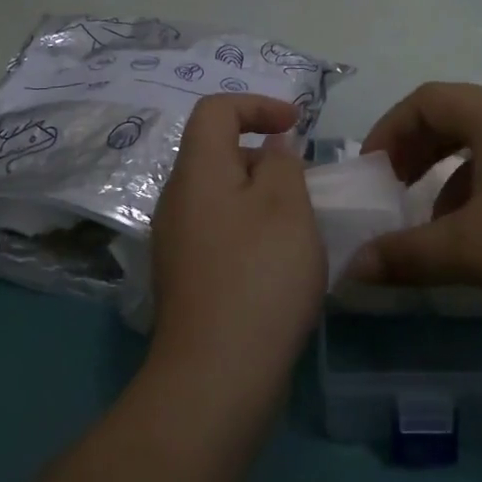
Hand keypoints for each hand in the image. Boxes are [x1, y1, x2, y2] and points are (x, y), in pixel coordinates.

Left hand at [150, 95, 327, 376]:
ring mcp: (176, 242)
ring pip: (221, 196)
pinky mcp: (186, 278)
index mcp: (196, 172)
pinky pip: (219, 231)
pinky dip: (250, 229)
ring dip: (261, 196)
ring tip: (300, 225)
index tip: (297, 126)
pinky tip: (279, 263)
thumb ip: (283, 162)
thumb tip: (271, 148)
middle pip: (217, 153)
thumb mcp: (287, 205)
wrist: (216, 376)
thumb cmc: (259, 276)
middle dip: (264, 156)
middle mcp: (176, 200)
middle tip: (305, 183)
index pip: (215, 110)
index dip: (257, 105)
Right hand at [351, 82, 481, 339]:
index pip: (427, 100)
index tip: (372, 172)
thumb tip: (354, 267)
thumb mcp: (470, 251)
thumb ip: (406, 255)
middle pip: (458, 116)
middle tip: (398, 189)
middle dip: (419, 151)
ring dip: (455, 174)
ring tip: (445, 224)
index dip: (390, 130)